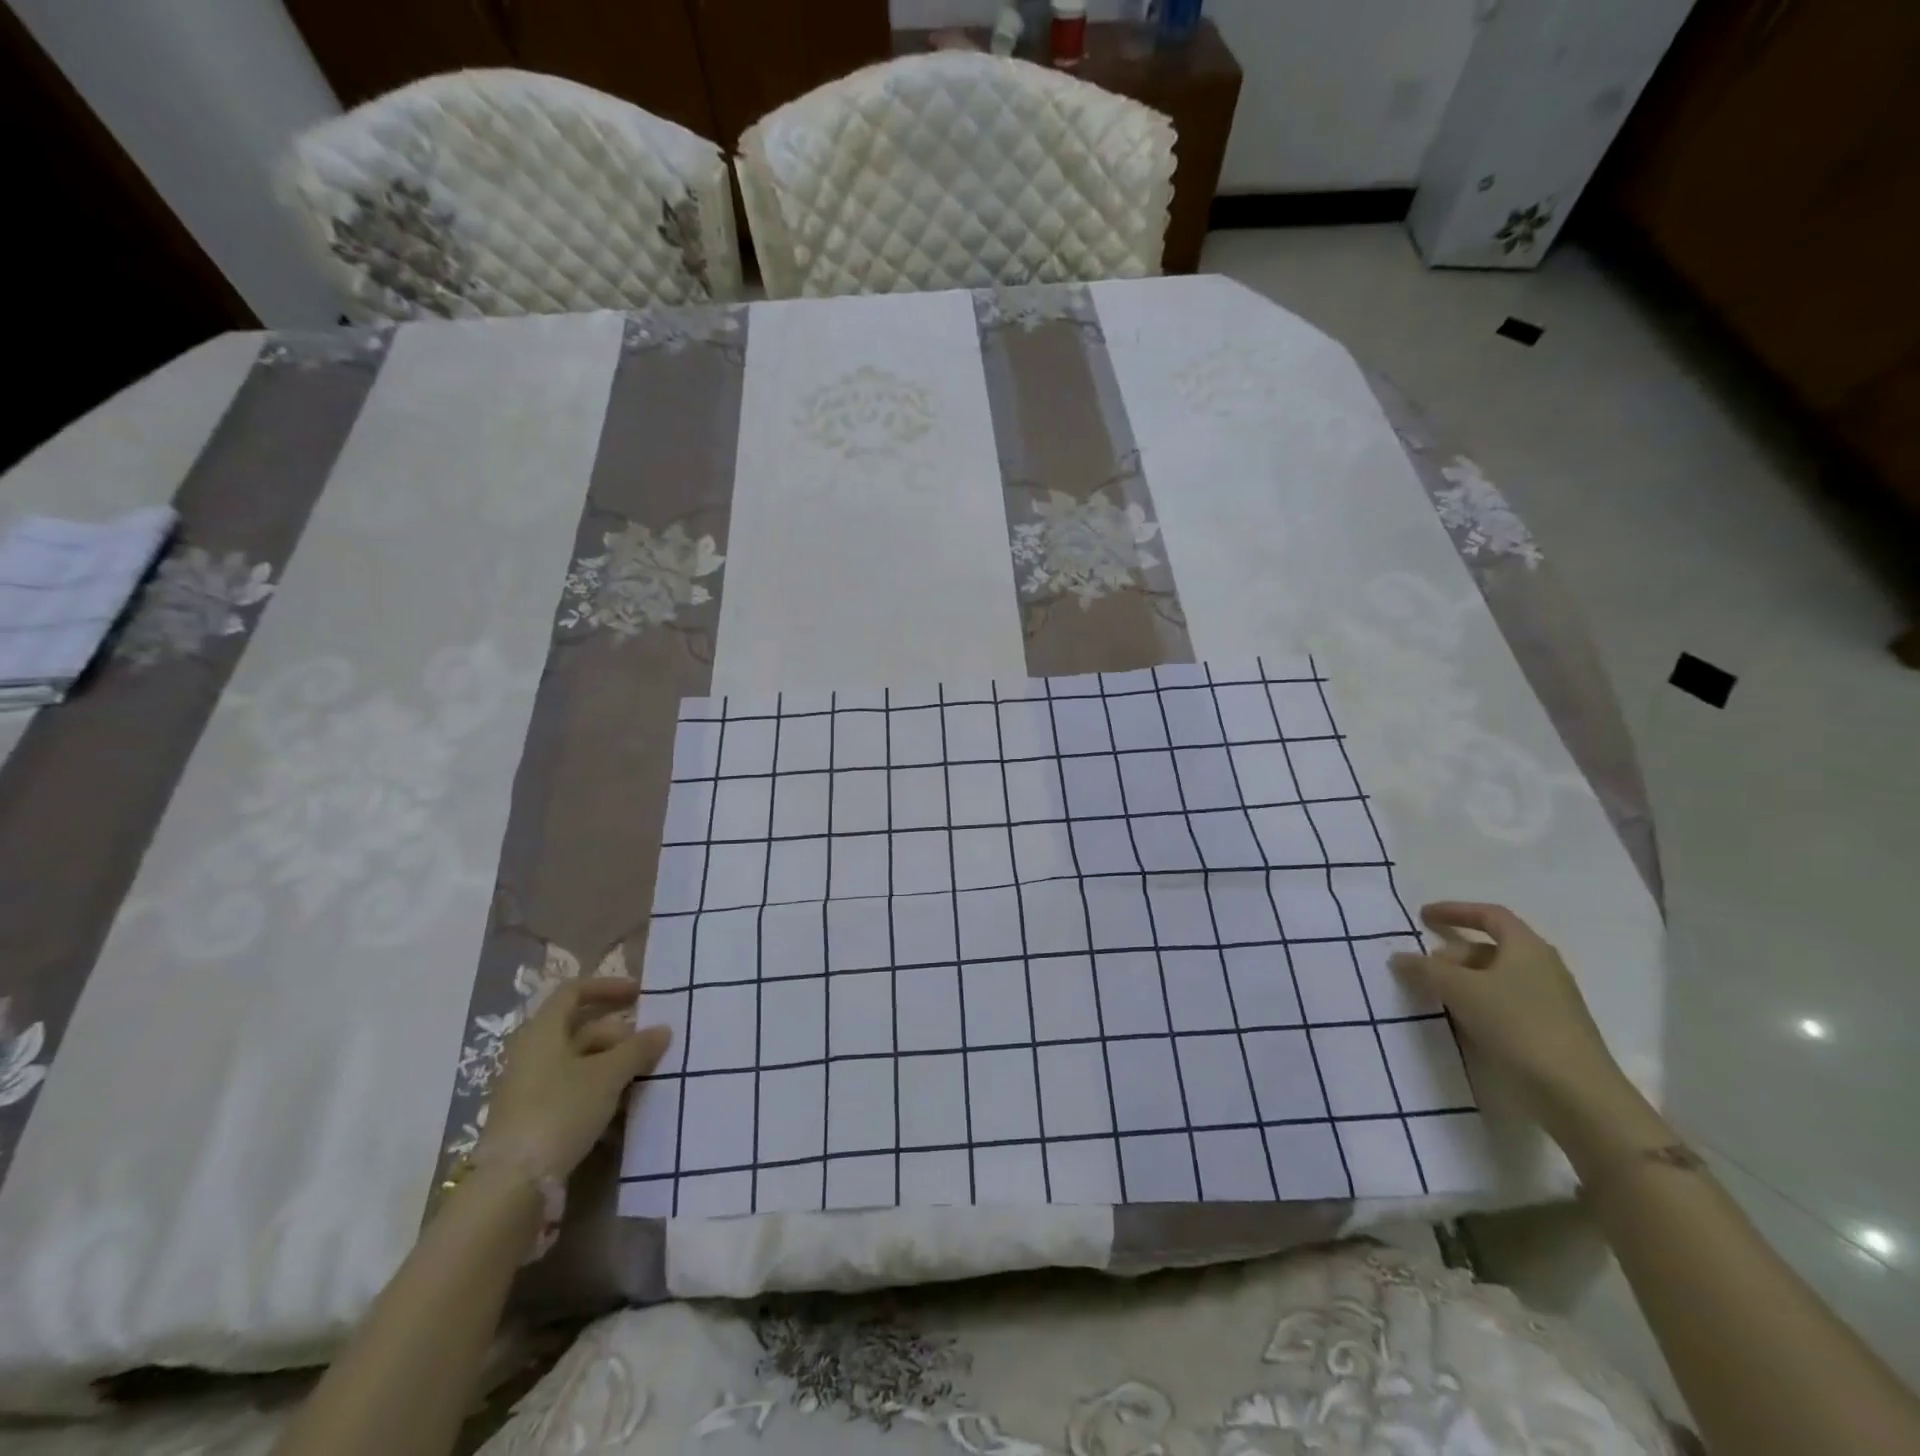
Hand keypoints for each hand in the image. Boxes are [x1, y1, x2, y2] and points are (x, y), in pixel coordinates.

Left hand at [480, 978, 670, 1179]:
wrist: (513, 1184)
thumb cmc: (561, 1110)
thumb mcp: (608, 1075)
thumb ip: (638, 1048)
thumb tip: (663, 1029)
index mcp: (542, 1031)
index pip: (574, 991)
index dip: (607, 987)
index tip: (640, 995)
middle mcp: (532, 1052)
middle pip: (581, 1028)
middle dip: (620, 1034)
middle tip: (651, 1047)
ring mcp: (530, 1086)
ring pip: (579, 1061)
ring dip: (612, 1064)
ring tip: (643, 1077)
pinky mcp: (533, 1117)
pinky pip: (572, 1089)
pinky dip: (598, 1090)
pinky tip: (622, 1107)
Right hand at [1390, 902, 1631, 1136]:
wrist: (1577, 1094)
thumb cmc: (1518, 1025)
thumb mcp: (1461, 990)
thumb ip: (1426, 970)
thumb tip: (1399, 958)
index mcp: (1527, 948)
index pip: (1490, 915)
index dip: (1455, 911)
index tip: (1423, 917)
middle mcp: (1542, 968)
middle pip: (1490, 948)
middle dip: (1452, 954)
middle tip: (1422, 969)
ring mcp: (1549, 1002)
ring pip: (1496, 979)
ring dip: (1462, 982)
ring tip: (1433, 996)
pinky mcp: (1548, 1031)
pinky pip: (1503, 1005)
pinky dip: (1477, 1004)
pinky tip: (1459, 1022)